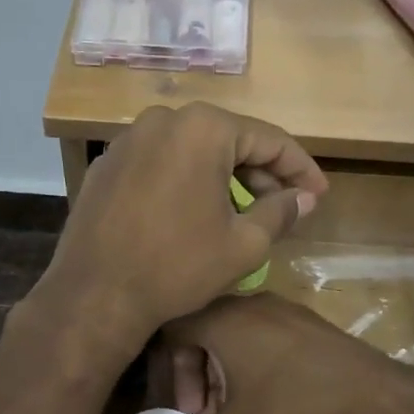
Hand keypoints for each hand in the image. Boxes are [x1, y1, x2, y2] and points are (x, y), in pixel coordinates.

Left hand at [34, 104, 326, 356]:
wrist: (95, 293)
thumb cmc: (177, 266)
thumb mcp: (243, 244)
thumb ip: (281, 212)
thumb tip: (304, 199)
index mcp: (203, 129)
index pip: (268, 140)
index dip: (300, 169)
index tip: (318, 195)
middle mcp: (163, 120)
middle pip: (228, 140)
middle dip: (261, 173)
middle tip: (284, 205)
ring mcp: (128, 140)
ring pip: (191, 150)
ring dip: (222, 176)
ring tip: (242, 211)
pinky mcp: (106, 165)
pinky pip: (159, 163)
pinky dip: (184, 181)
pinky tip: (193, 212)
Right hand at [152, 293, 413, 413]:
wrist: (374, 397)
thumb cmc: (294, 408)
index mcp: (222, 321)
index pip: (173, 333)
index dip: (172, 373)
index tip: (189, 409)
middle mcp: (248, 304)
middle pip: (204, 332)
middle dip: (199, 376)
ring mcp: (282, 308)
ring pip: (236, 334)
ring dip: (227, 371)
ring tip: (239, 409)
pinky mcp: (308, 320)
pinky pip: (265, 334)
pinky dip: (255, 361)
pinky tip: (272, 396)